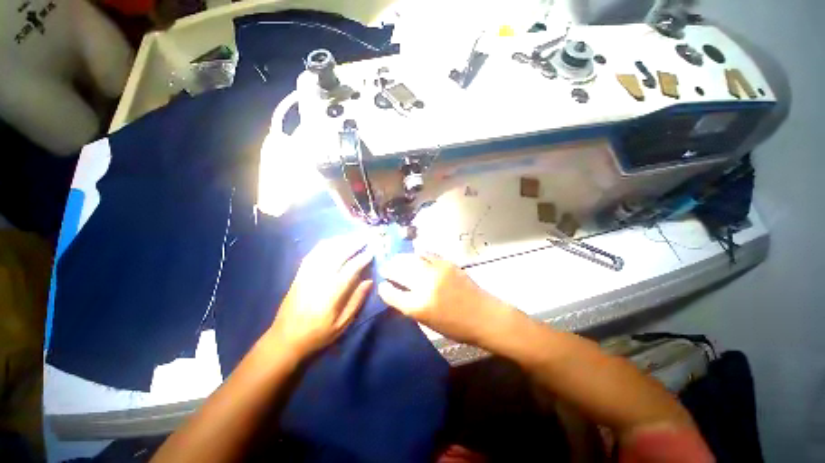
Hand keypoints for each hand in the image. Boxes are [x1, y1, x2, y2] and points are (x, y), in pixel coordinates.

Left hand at [268, 235, 373, 356]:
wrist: (284, 339)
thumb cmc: (317, 335)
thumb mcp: (341, 324)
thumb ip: (356, 301)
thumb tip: (370, 281)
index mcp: (331, 294)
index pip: (350, 269)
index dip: (362, 258)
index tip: (372, 251)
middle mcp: (318, 279)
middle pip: (338, 254)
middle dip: (353, 243)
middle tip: (365, 237)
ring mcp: (306, 274)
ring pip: (325, 250)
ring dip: (340, 241)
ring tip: (353, 236)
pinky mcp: (299, 274)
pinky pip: (312, 253)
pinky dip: (325, 244)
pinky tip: (334, 241)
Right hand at [377, 253, 511, 343]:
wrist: (483, 316)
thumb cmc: (455, 327)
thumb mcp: (427, 323)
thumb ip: (410, 306)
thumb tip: (397, 291)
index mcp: (418, 307)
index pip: (392, 293)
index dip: (384, 289)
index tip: (382, 285)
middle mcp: (424, 286)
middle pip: (399, 271)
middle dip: (389, 268)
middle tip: (385, 267)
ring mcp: (436, 272)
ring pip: (411, 259)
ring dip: (400, 258)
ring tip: (396, 259)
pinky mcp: (447, 263)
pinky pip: (426, 255)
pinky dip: (417, 255)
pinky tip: (414, 256)